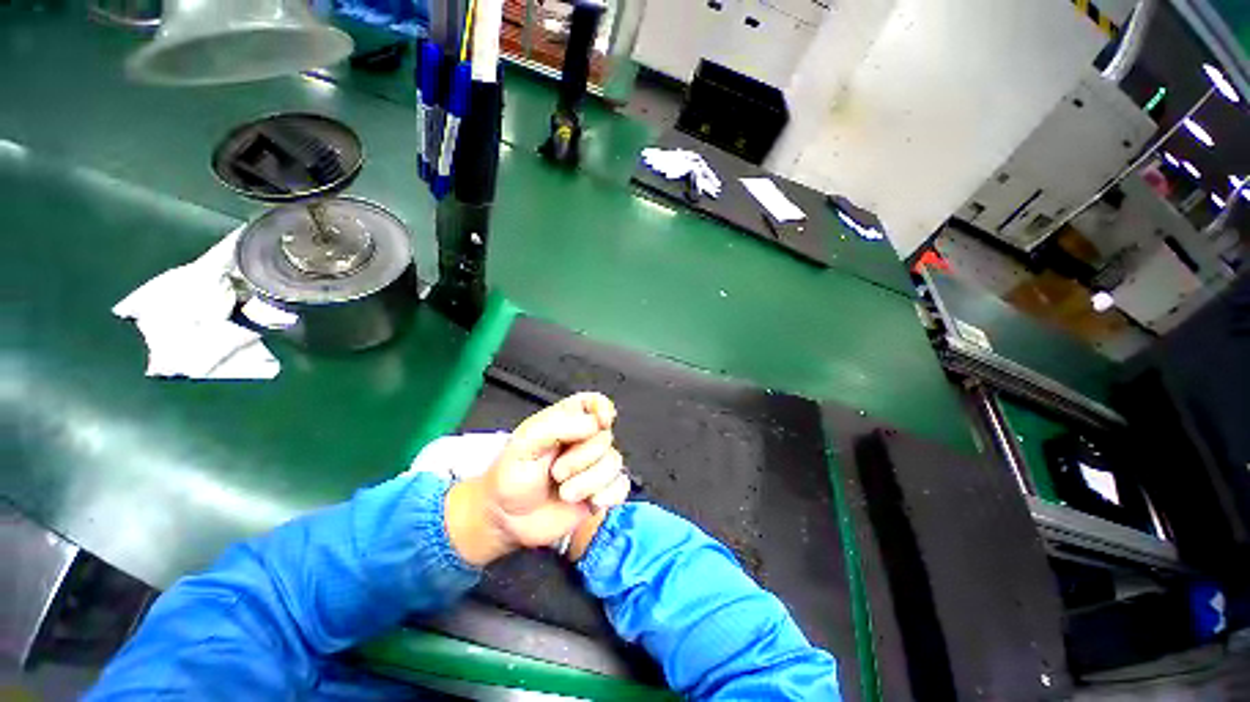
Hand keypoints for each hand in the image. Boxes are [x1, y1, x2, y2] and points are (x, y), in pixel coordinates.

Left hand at [445, 393, 631, 565]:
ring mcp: (595, 466)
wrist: (507, 520)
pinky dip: (609, 495)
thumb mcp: (523, 444)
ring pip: (614, 462)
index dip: (603, 408)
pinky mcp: (601, 490)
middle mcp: (584, 440)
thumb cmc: (511, 476)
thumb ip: (557, 426)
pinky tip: (590, 502)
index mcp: (567, 420)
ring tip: (565, 493)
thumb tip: (594, 423)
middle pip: (605, 437)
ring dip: (589, 481)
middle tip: (556, 473)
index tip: (601, 421)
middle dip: (582, 459)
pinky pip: (621, 486)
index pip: (594, 402)